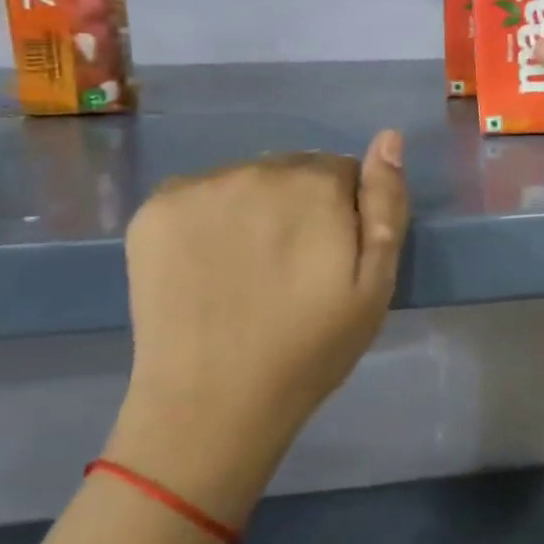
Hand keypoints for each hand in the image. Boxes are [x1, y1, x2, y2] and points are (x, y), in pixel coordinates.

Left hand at [105, 131, 408, 522]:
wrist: (212, 405)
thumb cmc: (310, 349)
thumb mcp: (375, 285)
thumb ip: (387, 205)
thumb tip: (388, 137)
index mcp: (316, 184)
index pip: (342, 171)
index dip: (343, 214)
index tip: (331, 259)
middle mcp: (257, 169)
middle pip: (292, 169)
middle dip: (299, 205)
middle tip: (291, 267)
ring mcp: (199, 187)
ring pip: (245, 180)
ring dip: (254, 208)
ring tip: (249, 269)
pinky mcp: (154, 210)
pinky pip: (199, 195)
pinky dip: (208, 218)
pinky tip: (207, 264)